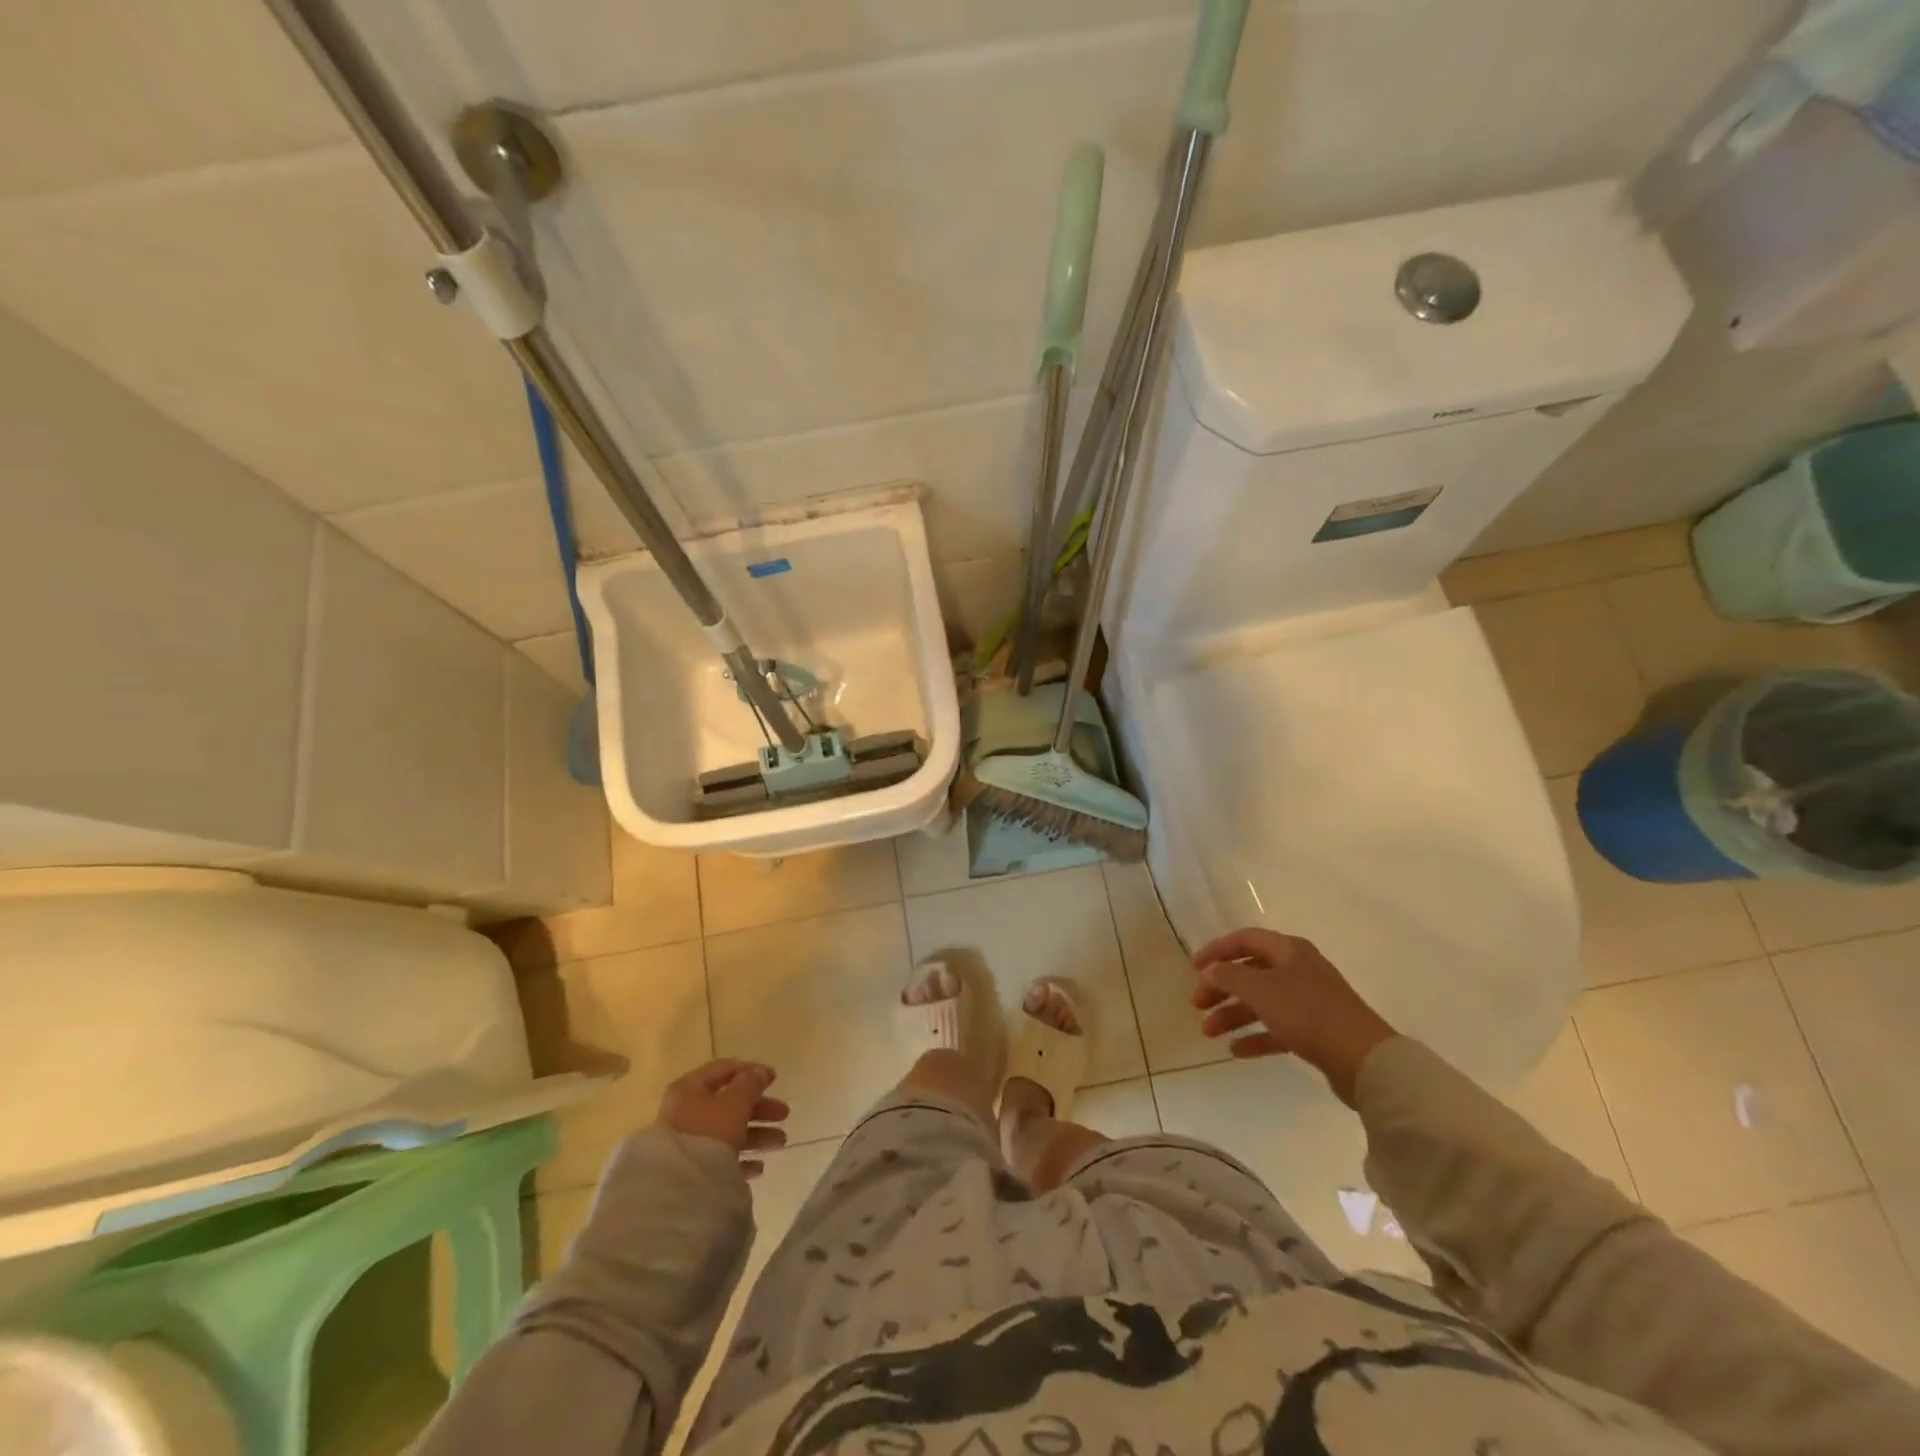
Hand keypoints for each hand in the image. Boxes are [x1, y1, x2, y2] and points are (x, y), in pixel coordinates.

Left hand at [657, 1059, 790, 1177]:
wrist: (679, 1190)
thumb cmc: (708, 1133)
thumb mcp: (736, 1102)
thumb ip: (751, 1083)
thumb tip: (760, 1072)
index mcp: (689, 1089)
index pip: (723, 1070)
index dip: (751, 1071)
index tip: (775, 1079)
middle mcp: (685, 1112)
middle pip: (729, 1103)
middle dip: (760, 1109)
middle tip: (784, 1114)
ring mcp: (687, 1142)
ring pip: (728, 1131)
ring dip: (757, 1134)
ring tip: (781, 1142)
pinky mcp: (690, 1170)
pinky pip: (721, 1158)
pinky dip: (741, 1158)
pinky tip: (759, 1167)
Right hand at [1190, 928, 1396, 1106]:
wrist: (1364, 1060)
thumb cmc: (1308, 1013)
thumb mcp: (1261, 990)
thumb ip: (1229, 976)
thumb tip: (1210, 970)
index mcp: (1289, 951)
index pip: (1245, 939)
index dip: (1217, 950)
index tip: (1193, 968)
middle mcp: (1298, 970)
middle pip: (1250, 972)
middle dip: (1221, 988)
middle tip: (1197, 1005)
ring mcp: (1308, 1001)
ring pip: (1262, 1002)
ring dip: (1233, 1014)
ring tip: (1209, 1032)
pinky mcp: (1316, 1031)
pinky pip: (1277, 1028)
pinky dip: (1256, 1036)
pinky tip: (1236, 1051)